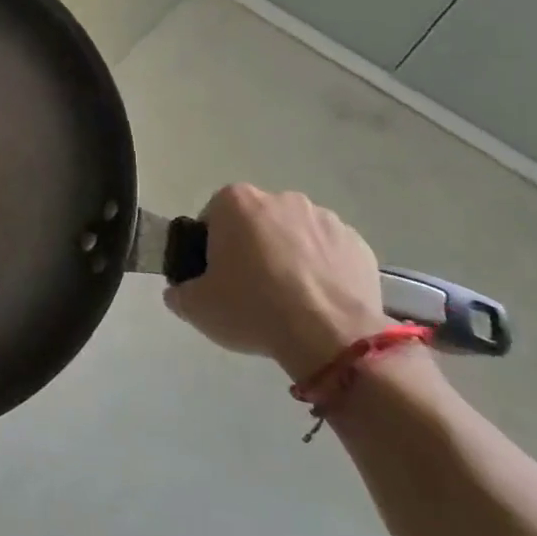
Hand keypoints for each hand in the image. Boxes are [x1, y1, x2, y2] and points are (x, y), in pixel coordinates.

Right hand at [164, 185, 393, 382]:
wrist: (331, 336)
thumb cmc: (253, 309)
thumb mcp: (196, 307)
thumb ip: (179, 292)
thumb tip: (179, 291)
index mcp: (235, 202)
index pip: (212, 218)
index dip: (210, 248)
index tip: (216, 277)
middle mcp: (280, 198)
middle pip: (255, 222)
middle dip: (252, 247)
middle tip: (250, 289)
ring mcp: (324, 218)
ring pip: (294, 235)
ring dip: (289, 256)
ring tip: (290, 300)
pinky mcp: (357, 243)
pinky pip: (329, 252)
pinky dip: (322, 270)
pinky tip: (319, 302)